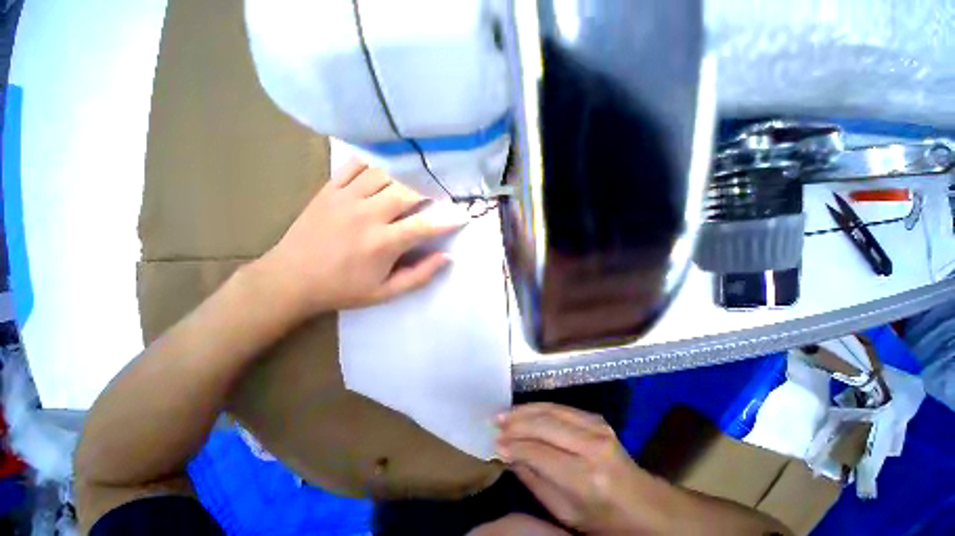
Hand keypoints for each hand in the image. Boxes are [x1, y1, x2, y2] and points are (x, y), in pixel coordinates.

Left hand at [255, 159, 466, 318]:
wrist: (290, 279)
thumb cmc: (343, 289)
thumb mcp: (385, 293)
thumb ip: (419, 275)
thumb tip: (446, 257)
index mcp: (383, 243)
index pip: (425, 225)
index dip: (448, 219)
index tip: (463, 215)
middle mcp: (367, 215)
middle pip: (408, 191)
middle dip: (431, 188)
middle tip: (444, 186)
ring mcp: (346, 198)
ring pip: (385, 173)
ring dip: (407, 172)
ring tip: (422, 172)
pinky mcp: (330, 189)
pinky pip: (356, 165)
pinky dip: (375, 161)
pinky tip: (388, 163)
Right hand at [496, 403, 675, 534]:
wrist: (644, 504)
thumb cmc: (603, 518)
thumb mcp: (565, 512)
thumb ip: (534, 480)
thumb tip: (507, 455)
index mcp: (586, 479)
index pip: (540, 453)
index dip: (515, 446)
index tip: (495, 443)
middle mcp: (592, 447)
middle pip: (544, 425)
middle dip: (516, 423)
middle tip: (495, 423)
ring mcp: (597, 428)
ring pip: (551, 410)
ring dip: (524, 410)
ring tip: (504, 413)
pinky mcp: (597, 418)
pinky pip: (560, 407)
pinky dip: (539, 407)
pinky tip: (525, 410)